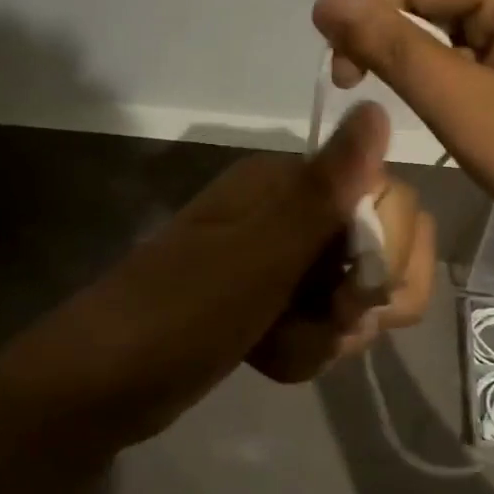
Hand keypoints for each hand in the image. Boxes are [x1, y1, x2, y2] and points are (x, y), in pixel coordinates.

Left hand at [0, 104, 434, 453]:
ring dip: (325, 335)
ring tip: (276, 348)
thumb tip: (375, 107)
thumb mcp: (260, 255)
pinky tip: (266, 359)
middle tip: (320, 322)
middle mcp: (290, 213)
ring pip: (353, 298)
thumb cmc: (181, 313)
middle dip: (357, 304)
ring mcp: (280, 261)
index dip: (387, 255)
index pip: (391, 201)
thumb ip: (324, 190)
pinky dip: (304, 350)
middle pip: (378, 252)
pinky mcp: (271, 304)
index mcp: (287, 184)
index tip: (348, 296)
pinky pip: (323, 325)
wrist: (102, 385)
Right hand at [313, 0, 493, 274]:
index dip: (363, 14)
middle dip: (386, 31)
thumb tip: (325, 2)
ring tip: (412, 99)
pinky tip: (443, 96)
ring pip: (443, 10)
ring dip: (412, 49)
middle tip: (364, 88)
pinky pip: (468, 32)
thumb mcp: (463, 107)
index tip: (344, 79)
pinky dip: (440, 61)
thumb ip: (392, 49)